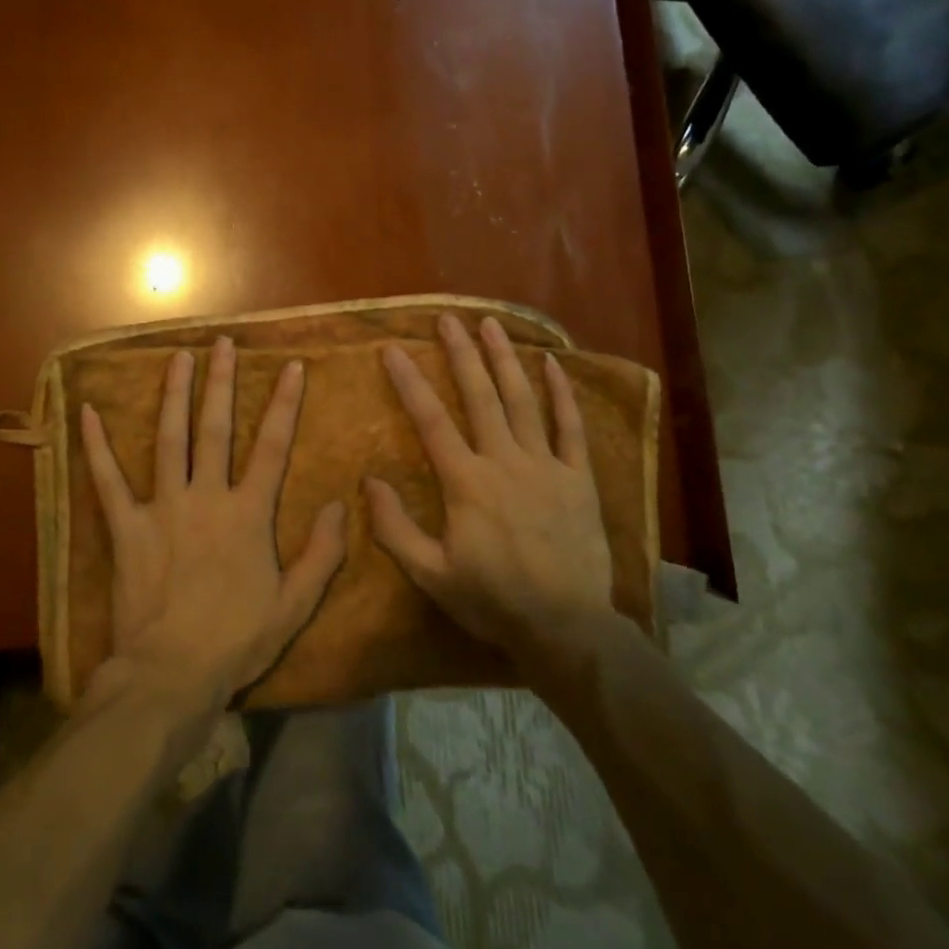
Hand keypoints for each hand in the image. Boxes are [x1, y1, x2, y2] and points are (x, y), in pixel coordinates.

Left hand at [79, 337, 346, 708]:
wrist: (171, 674)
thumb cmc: (236, 640)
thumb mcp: (294, 604)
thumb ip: (321, 553)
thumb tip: (340, 505)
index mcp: (248, 513)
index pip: (272, 446)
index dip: (284, 403)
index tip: (291, 366)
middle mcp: (207, 496)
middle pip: (216, 428)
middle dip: (221, 382)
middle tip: (222, 342)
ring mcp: (164, 507)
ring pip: (170, 438)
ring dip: (174, 394)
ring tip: (178, 356)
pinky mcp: (127, 527)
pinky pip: (108, 480)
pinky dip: (97, 446)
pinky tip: (86, 411)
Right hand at [366, 314, 613, 669]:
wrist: (567, 628)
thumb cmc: (493, 600)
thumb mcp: (431, 574)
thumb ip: (396, 528)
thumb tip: (369, 482)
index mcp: (467, 483)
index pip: (431, 421)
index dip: (410, 383)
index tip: (393, 350)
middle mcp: (505, 462)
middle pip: (479, 396)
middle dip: (460, 354)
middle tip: (447, 319)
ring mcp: (546, 466)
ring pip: (522, 400)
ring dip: (505, 359)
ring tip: (491, 324)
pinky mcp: (578, 478)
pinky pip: (571, 428)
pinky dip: (561, 394)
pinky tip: (552, 364)